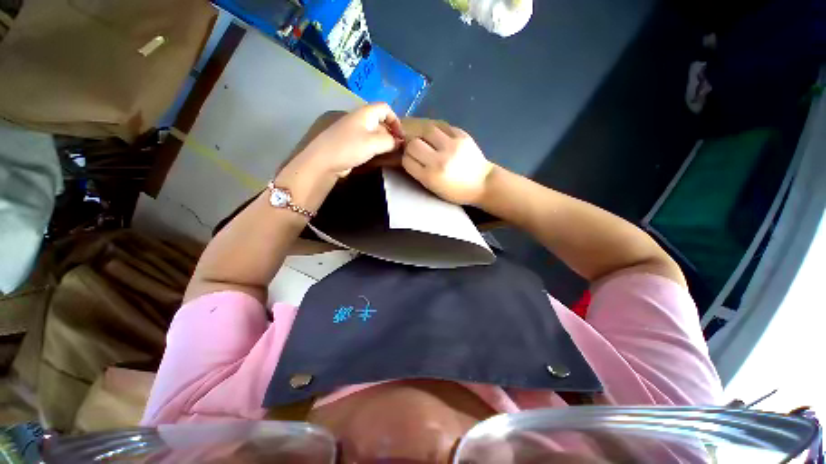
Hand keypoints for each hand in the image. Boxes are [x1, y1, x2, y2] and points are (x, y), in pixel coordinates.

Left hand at [290, 103, 403, 177]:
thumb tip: (399, 142)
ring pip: (375, 134)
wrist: (324, 161)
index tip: (401, 136)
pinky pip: (368, 143)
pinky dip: (376, 148)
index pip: (385, 109)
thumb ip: (390, 141)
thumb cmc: (350, 147)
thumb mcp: (374, 143)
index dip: (396, 120)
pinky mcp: (351, 144)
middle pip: (381, 121)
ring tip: (391, 154)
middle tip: (398, 148)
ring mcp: (354, 132)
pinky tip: (379, 157)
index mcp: (365, 113)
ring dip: (384, 142)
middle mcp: (360, 120)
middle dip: (391, 133)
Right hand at [402, 123, 492, 204]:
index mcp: (431, 176)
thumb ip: (419, 172)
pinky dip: (436, 130)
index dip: (406, 159)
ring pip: (426, 130)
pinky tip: (437, 136)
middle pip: (413, 143)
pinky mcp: (462, 135)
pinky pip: (442, 125)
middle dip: (411, 146)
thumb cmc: (456, 191)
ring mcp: (452, 145)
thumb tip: (406, 155)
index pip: (407, 160)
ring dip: (422, 134)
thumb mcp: (434, 188)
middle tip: (417, 149)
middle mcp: (440, 160)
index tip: (411, 160)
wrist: (482, 183)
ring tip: (426, 140)